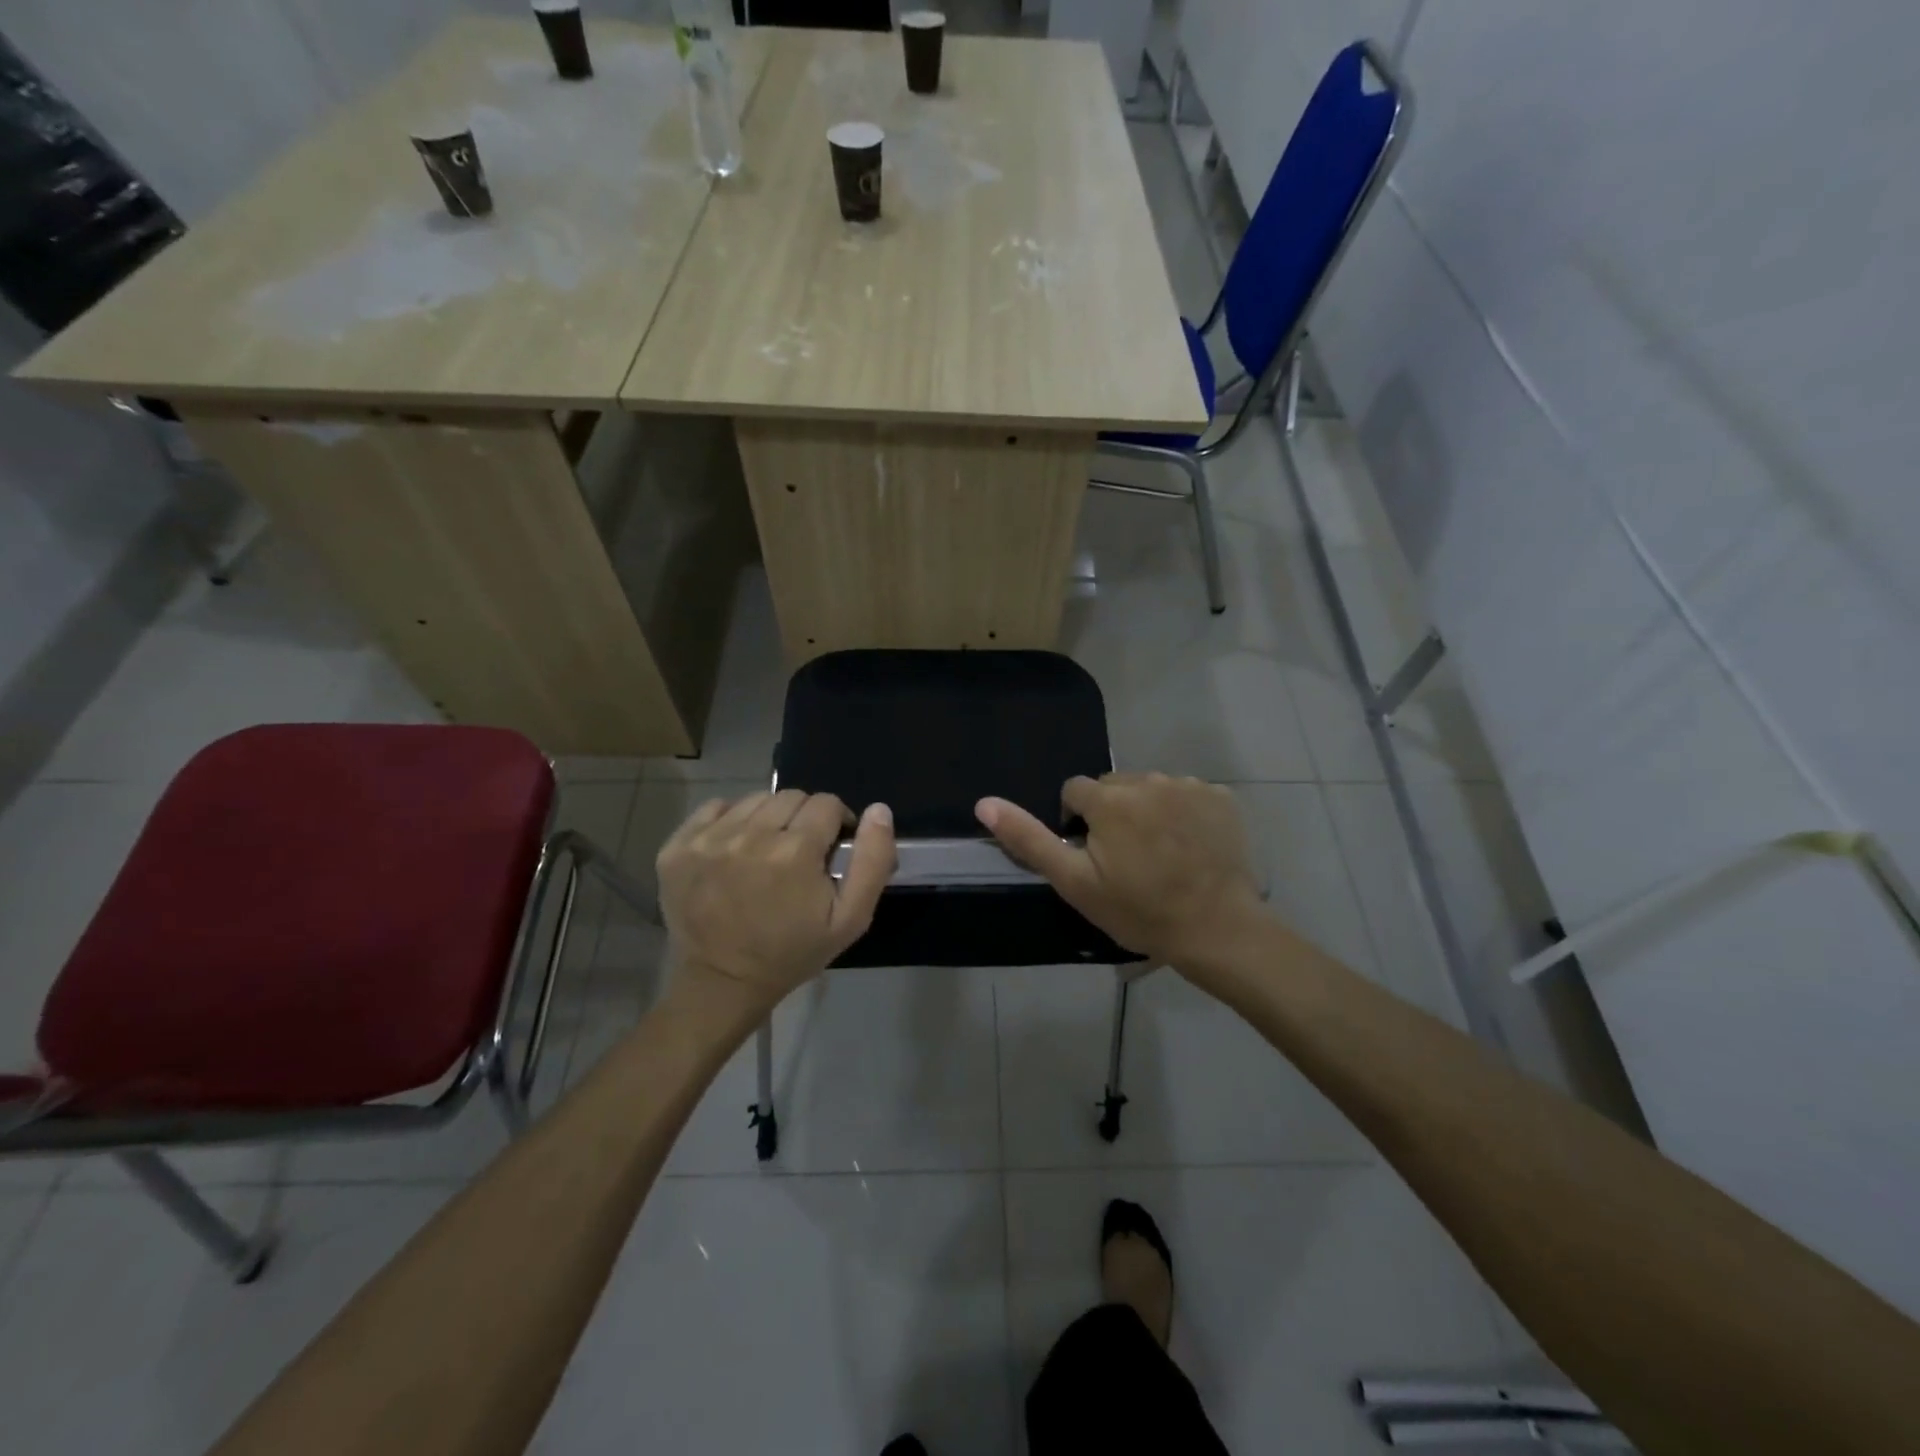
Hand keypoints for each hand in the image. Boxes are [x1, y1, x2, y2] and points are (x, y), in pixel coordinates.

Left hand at [656, 791, 894, 1017]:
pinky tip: (735, 850)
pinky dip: (730, 821)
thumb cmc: (793, 952)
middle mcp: (750, 834)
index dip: (836, 823)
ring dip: (768, 818)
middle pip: (791, 796)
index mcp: (795, 850)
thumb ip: (873, 860)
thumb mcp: (851, 918)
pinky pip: (715, 808)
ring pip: (754, 800)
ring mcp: (709, 838)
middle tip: (799, 854)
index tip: (830, 849)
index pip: (827, 803)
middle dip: (803, 818)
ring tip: (766, 853)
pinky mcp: (678, 846)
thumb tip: (878, 810)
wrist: (723, 983)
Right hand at [976, 772, 1264, 974]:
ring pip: (1151, 789)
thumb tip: (984, 803)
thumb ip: (1028, 839)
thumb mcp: (1074, 883)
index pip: (1075, 792)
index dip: (1078, 824)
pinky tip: (1190, 847)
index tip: (1093, 857)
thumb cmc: (1139, 911)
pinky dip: (1183, 813)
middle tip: (1126, 859)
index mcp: (1108, 799)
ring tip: (1160, 854)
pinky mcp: (1220, 797)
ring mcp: (1189, 786)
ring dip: (1148, 810)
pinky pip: (1188, 795)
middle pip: (1114, 787)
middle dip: (1112, 813)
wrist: (1217, 930)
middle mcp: (1147, 779)